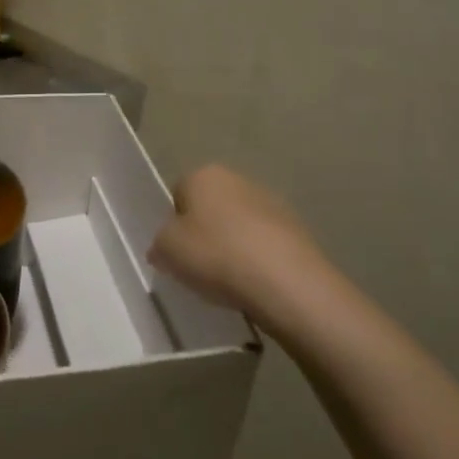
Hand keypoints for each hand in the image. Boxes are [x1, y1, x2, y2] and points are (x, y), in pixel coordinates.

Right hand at [148, 165, 328, 338]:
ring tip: (228, 280)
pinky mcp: (298, 230)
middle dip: (204, 232)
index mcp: (203, 175)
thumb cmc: (216, 255)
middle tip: (198, 265)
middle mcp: (238, 179)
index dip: (173, 223)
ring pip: (239, 225)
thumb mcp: (167, 251)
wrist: (286, 282)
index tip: (175, 250)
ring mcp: (272, 203)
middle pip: (211, 207)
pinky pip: (264, 244)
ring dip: (232, 245)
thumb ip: (160, 244)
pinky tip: (254, 283)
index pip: (178, 193)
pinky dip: (257, 259)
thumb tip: (164, 247)